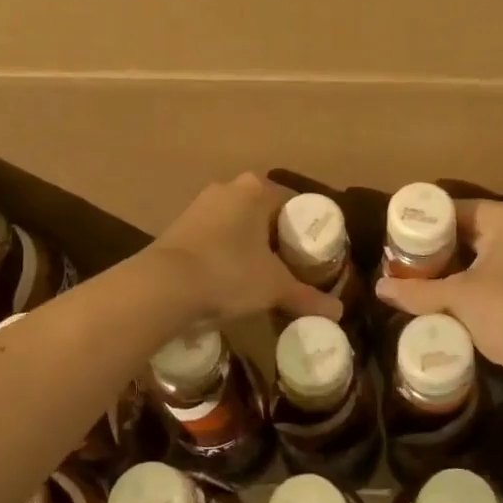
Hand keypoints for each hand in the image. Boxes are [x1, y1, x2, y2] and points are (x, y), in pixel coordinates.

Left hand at [151, 175, 342, 322]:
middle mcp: (228, 188)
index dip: (307, 230)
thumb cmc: (229, 273)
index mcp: (256, 189)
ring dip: (250, 246)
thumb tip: (339, 313)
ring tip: (262, 277)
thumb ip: (307, 297)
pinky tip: (230, 279)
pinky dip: (226, 253)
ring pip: (238, 224)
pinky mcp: (178, 227)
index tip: (313, 256)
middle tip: (292, 268)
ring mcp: (199, 206)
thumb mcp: (274, 287)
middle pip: (265, 213)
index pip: (294, 204)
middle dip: (278, 239)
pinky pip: (215, 237)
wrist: (162, 286)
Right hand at [376, 200, 502, 415]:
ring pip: (485, 255)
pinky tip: (450, 299)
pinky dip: (475, 283)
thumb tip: (379, 288)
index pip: (458, 209)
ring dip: (456, 268)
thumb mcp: (456, 297)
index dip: (427, 223)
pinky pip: (499, 275)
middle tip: (405, 260)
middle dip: (440, 248)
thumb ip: (416, 290)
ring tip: (421, 279)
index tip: (400, 238)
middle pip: (472, 231)